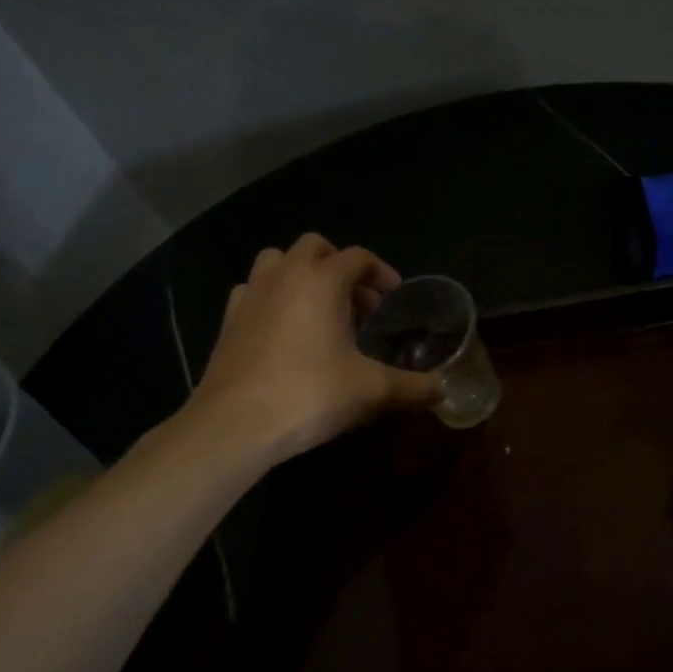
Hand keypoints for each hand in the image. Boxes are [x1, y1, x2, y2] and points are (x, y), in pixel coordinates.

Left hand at [192, 235, 440, 462]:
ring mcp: (251, 295)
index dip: (381, 273)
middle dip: (341, 267)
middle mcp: (285, 276)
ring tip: (319, 311)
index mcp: (322, 281)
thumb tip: (444, 390)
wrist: (235, 424)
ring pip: (278, 261)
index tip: (393, 299)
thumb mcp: (372, 391)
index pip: (358, 257)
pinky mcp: (228, 320)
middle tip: (358, 305)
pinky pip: (254, 291)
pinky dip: (272, 298)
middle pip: (316, 247)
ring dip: (303, 275)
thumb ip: (413, 387)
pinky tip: (283, 330)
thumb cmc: (310, 395)